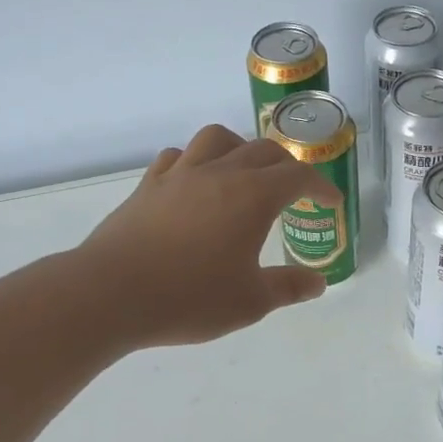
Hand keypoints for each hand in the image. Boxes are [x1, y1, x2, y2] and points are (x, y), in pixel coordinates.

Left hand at [78, 124, 336, 348]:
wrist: (112, 293)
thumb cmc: (189, 298)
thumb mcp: (250, 302)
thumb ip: (288, 287)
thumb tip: (317, 282)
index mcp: (253, 196)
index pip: (298, 177)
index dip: (320, 186)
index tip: (330, 202)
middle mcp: (220, 173)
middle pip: (263, 151)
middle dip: (286, 165)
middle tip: (294, 190)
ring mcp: (180, 174)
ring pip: (217, 139)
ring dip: (239, 148)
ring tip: (243, 171)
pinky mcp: (149, 185)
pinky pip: (177, 157)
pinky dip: (195, 161)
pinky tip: (194, 182)